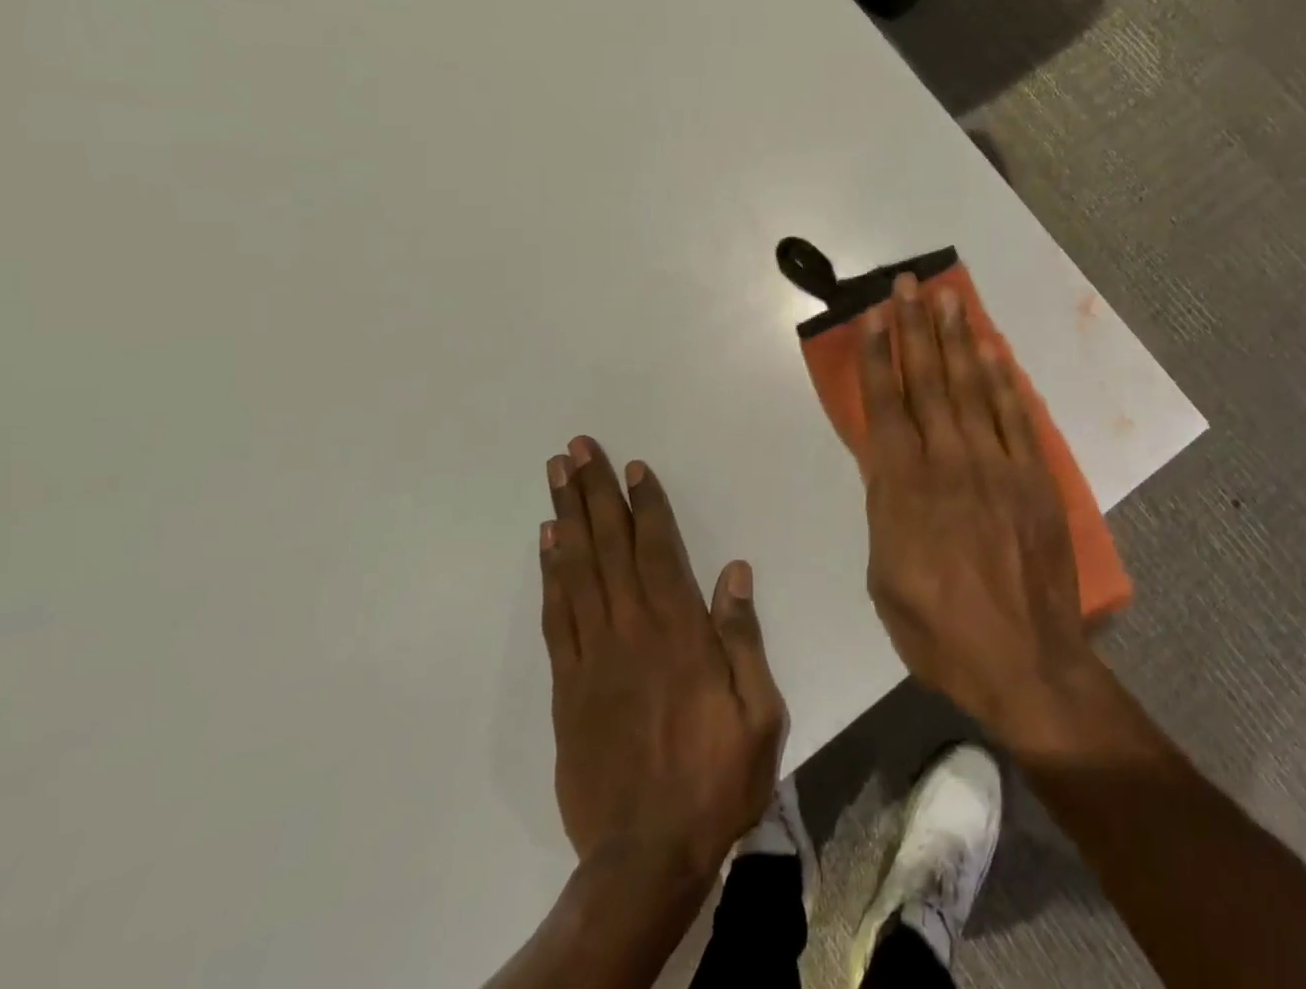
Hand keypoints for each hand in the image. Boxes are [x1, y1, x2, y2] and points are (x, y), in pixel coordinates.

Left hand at [539, 437, 785, 879]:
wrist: (645, 855)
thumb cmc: (715, 778)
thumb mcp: (757, 712)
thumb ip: (743, 638)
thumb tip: (733, 572)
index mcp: (679, 632)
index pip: (659, 551)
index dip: (645, 505)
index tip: (632, 467)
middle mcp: (631, 631)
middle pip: (609, 547)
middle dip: (593, 493)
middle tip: (577, 449)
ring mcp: (592, 657)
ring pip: (577, 572)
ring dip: (567, 518)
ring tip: (556, 477)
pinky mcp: (567, 687)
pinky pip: (556, 617)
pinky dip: (550, 574)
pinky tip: (548, 544)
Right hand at [858, 275, 1097, 740]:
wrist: (1025, 662)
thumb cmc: (939, 632)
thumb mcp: (884, 578)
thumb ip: (885, 510)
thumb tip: (887, 464)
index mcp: (904, 488)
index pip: (886, 406)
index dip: (877, 356)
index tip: (873, 317)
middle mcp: (948, 462)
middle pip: (928, 381)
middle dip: (915, 328)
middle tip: (908, 285)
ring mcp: (996, 464)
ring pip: (972, 387)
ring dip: (958, 339)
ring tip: (949, 298)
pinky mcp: (1033, 477)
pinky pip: (1015, 415)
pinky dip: (1003, 379)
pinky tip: (993, 350)